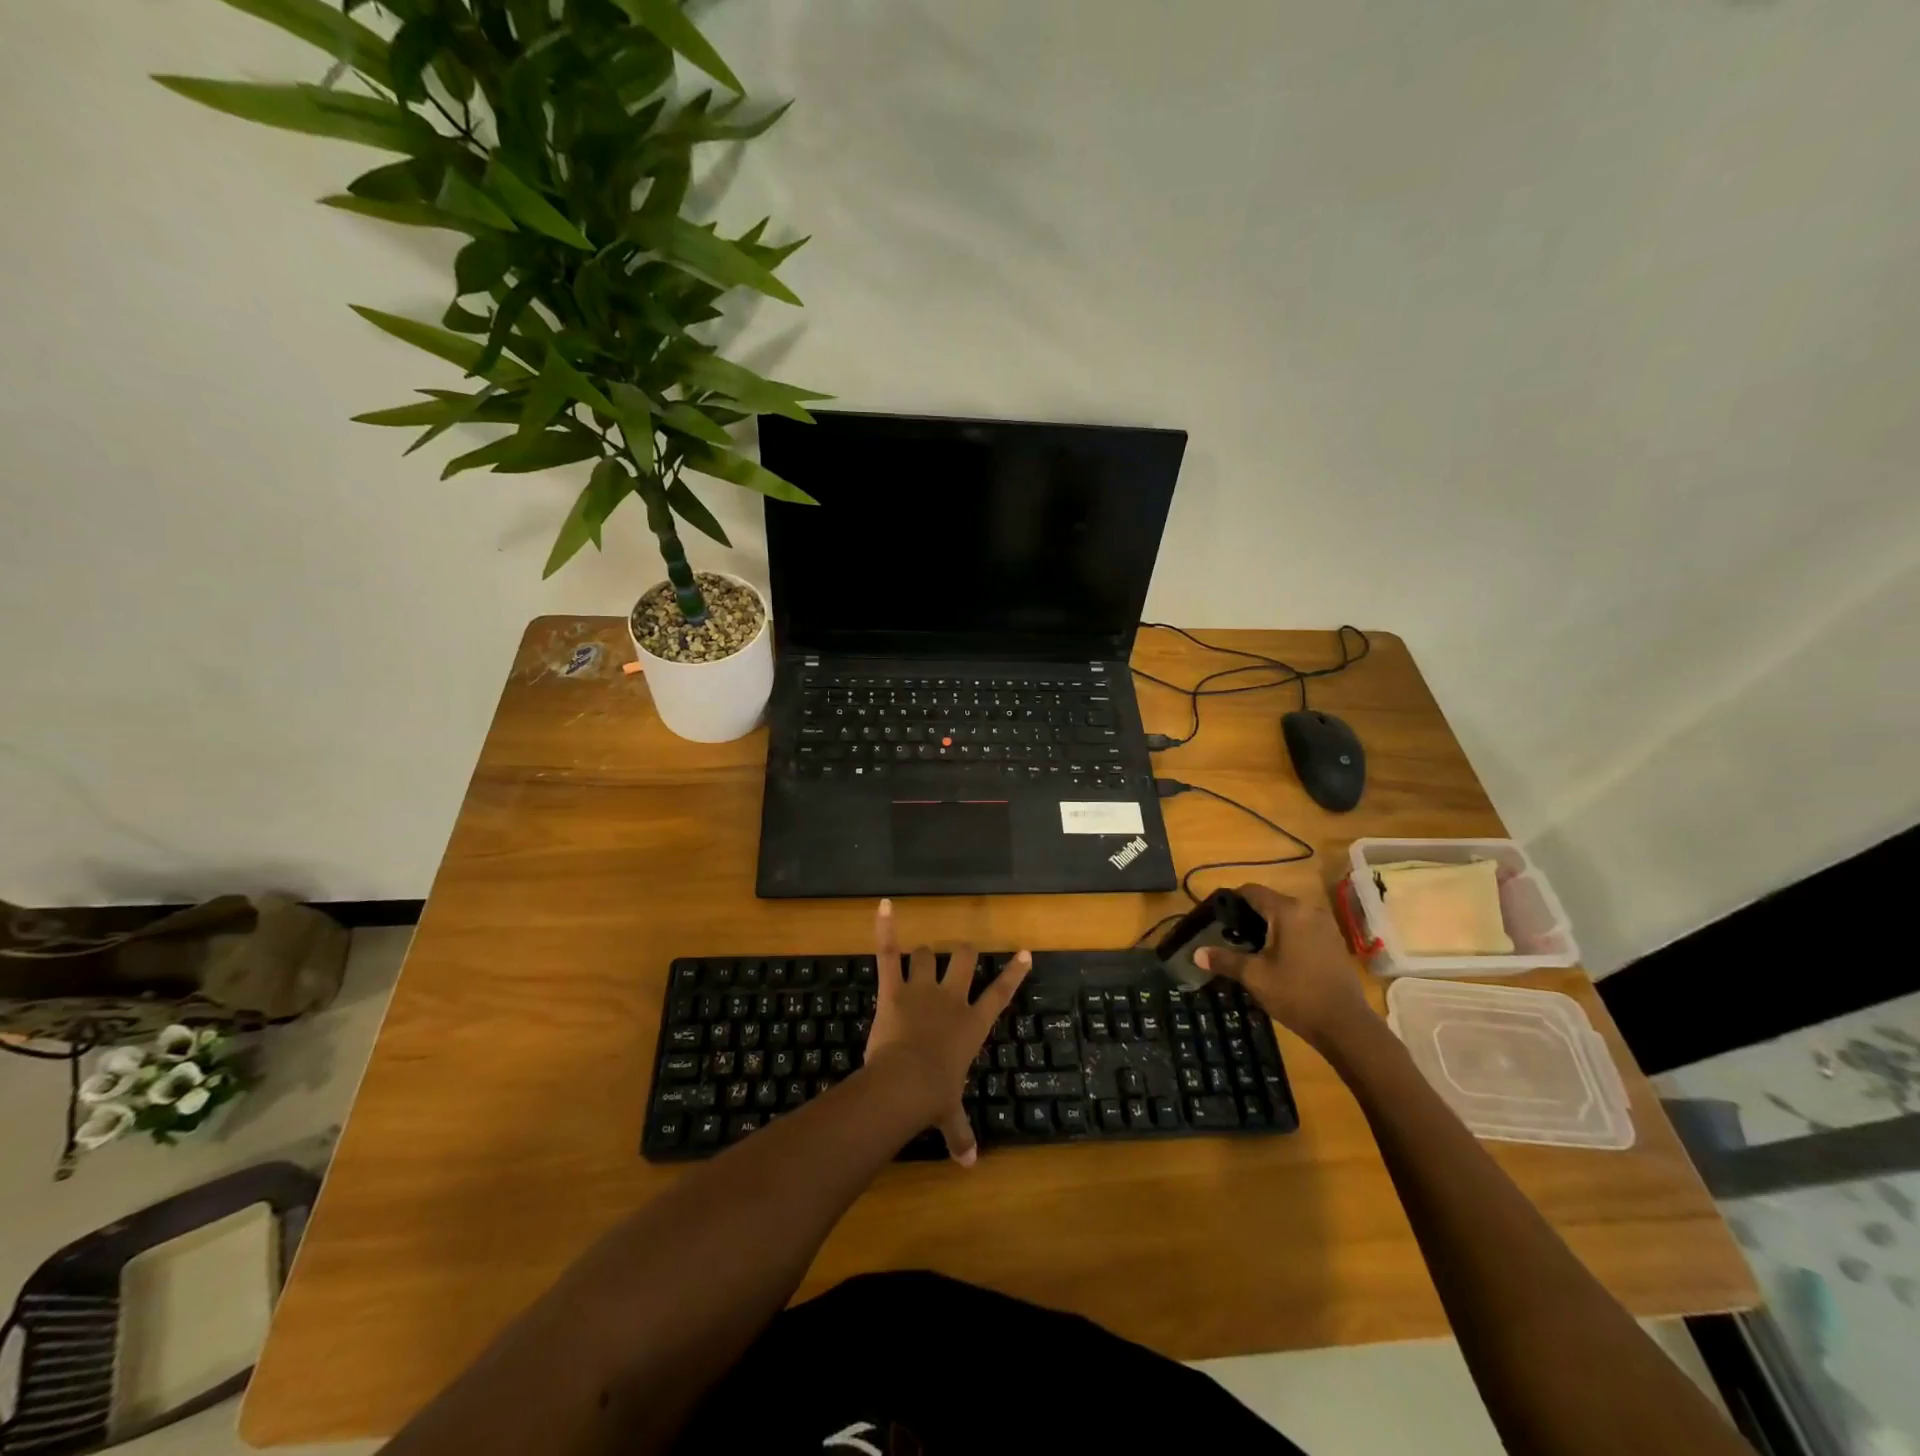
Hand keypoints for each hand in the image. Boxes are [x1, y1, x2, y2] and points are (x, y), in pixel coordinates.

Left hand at [863, 899, 1031, 1165]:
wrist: (905, 1084)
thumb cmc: (933, 1097)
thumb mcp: (950, 1116)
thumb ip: (961, 1135)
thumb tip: (969, 1165)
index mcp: (972, 1025)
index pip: (1000, 994)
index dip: (1013, 972)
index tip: (1024, 952)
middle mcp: (952, 999)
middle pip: (965, 959)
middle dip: (964, 953)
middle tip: (961, 955)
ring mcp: (922, 989)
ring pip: (927, 954)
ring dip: (924, 954)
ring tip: (920, 956)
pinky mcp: (893, 987)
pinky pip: (888, 952)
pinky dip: (884, 928)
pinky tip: (883, 905)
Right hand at [1193, 883, 1371, 1050]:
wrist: (1346, 1026)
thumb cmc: (1296, 993)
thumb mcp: (1254, 976)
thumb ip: (1224, 960)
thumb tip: (1196, 954)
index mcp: (1288, 911)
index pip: (1252, 891)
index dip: (1231, 900)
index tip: (1216, 916)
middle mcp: (1309, 910)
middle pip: (1271, 902)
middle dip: (1249, 915)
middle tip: (1230, 935)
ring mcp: (1326, 926)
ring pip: (1288, 916)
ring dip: (1269, 926)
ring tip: (1251, 948)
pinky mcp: (1334, 943)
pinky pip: (1303, 928)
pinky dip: (1288, 935)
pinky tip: (1279, 958)